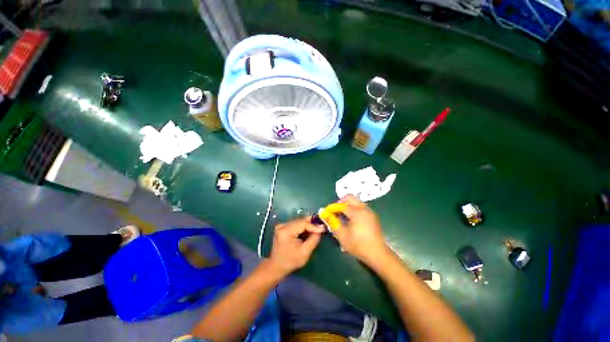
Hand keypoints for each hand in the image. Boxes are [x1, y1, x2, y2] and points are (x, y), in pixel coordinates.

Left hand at [267, 217, 324, 277]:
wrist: (276, 266)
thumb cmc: (291, 261)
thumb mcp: (305, 253)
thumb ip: (313, 240)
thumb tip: (320, 229)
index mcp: (286, 231)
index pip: (302, 224)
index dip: (314, 225)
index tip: (323, 228)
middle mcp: (282, 225)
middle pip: (300, 221)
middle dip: (312, 223)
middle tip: (321, 226)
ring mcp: (281, 225)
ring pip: (298, 221)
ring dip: (308, 224)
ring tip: (316, 229)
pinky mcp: (282, 226)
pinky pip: (295, 223)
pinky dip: (303, 226)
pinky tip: (308, 231)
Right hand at [332, 195, 390, 266]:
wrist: (378, 254)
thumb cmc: (358, 245)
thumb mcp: (342, 235)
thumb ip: (332, 222)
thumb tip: (324, 213)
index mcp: (356, 212)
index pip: (341, 205)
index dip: (332, 208)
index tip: (326, 212)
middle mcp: (364, 208)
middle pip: (350, 198)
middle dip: (340, 202)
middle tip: (334, 211)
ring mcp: (369, 212)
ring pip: (356, 201)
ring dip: (347, 205)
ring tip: (341, 215)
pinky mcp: (372, 216)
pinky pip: (360, 207)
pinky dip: (353, 209)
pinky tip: (350, 219)